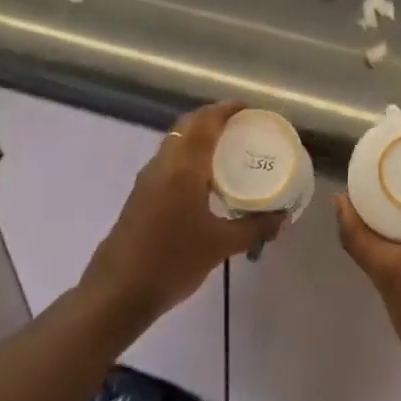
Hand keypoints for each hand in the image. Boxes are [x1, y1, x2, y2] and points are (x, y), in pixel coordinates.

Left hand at [82, 100, 284, 327]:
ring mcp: (148, 178)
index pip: (206, 122)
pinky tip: (205, 178)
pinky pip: (169, 159)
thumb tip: (283, 217)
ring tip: (228, 148)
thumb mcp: (220, 246)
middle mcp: (164, 163)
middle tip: (243, 125)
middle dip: (214, 118)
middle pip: (188, 125)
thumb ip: (254, 228)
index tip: (251, 108)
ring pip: (176, 141)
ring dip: (199, 135)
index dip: (228, 109)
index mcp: (183, 167)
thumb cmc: (172, 262)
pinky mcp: (141, 194)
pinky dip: (189, 154)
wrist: (117, 292)